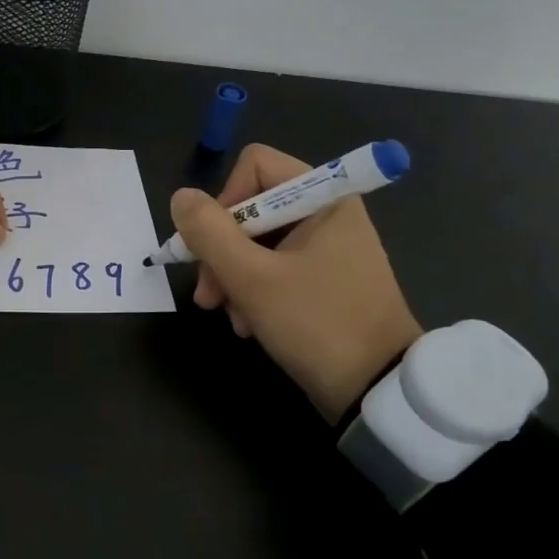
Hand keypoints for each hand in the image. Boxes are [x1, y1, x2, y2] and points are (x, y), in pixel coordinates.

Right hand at [173, 143, 421, 422]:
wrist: (377, 392)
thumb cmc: (317, 324)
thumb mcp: (252, 278)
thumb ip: (209, 233)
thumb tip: (181, 197)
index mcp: (323, 199)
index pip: (255, 166)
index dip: (225, 200)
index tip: (213, 244)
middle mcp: (326, 215)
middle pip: (251, 209)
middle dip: (222, 252)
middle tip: (209, 294)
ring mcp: (327, 250)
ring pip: (256, 243)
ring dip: (233, 278)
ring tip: (230, 316)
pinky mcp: (324, 281)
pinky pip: (274, 269)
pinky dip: (254, 293)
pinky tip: (249, 325)